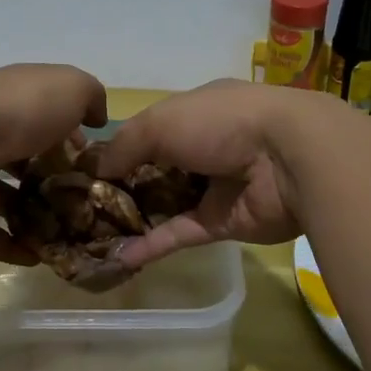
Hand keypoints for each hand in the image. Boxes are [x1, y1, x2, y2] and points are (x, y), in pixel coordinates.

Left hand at [0, 65, 108, 265]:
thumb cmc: (20, 106)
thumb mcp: (71, 87)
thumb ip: (91, 97)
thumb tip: (97, 118)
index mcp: (17, 102)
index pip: (46, 118)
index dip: (71, 137)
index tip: (93, 162)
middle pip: (25, 159)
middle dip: (52, 179)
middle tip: (85, 204)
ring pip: (7, 196)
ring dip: (33, 215)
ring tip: (67, 234)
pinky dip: (12, 246)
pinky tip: (38, 258)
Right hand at [98, 79, 336, 267]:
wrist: (289, 159)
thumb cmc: (221, 124)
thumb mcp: (161, 121)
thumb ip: (125, 144)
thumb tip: (96, 170)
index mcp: (195, 113)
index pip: (150, 131)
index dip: (119, 150)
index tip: (85, 171)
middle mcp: (205, 147)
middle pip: (156, 170)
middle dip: (122, 188)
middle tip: (82, 209)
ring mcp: (215, 187)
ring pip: (166, 204)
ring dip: (133, 219)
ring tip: (93, 236)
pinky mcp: (223, 223)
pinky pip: (180, 233)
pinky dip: (152, 244)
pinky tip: (120, 257)